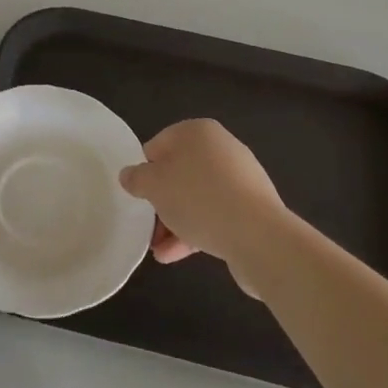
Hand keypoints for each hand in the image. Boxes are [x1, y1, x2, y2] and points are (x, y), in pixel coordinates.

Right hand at [118, 119, 286, 270]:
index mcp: (198, 131)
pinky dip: (195, 231)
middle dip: (161, 201)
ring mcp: (239, 178)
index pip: (159, 145)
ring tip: (158, 250)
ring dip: (175, 222)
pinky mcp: (251, 207)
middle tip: (147, 226)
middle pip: (179, 173)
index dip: (145, 171)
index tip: (138, 196)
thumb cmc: (198, 198)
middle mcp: (221, 148)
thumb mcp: (154, 185)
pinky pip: (215, 215)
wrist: (258, 235)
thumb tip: (129, 175)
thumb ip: (136, 178)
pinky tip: (176, 256)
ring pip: (196, 197)